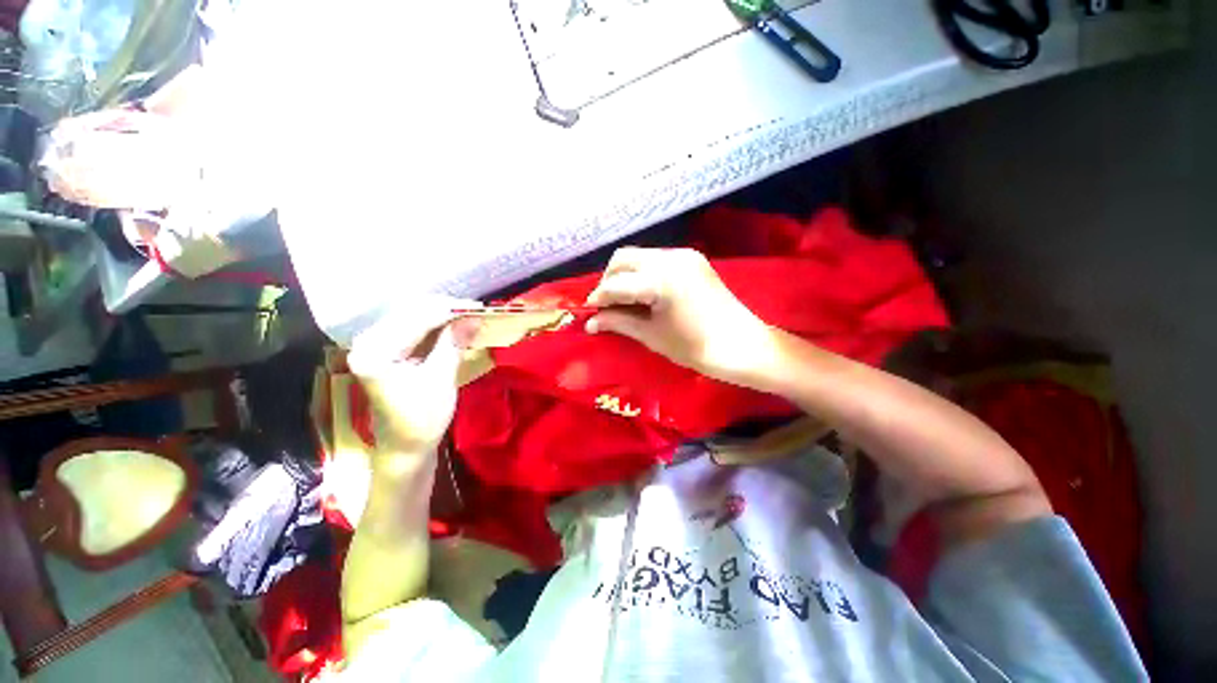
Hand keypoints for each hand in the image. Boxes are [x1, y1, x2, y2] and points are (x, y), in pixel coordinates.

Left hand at [348, 298, 477, 457]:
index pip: (415, 319)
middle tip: (477, 312)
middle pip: (411, 312)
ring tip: (469, 317)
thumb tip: (474, 316)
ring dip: (443, 316)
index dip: (449, 310)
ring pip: (413, 317)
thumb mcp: (440, 381)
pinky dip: (436, 326)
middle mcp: (368, 342)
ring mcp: (375, 345)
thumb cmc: (421, 420)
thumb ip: (453, 344)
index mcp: (375, 353)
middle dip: (447, 310)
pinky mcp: (386, 350)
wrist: (405, 447)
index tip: (479, 307)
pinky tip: (454, 326)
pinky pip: (413, 327)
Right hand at [585, 247, 775, 384]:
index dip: (599, 297)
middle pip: (623, 258)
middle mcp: (671, 258)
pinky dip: (642, 273)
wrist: (742, 346)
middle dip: (608, 280)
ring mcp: (684, 255)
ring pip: (639, 256)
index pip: (616, 283)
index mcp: (660, 279)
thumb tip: (591, 321)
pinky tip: (642, 293)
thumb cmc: (696, 348)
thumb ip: (619, 322)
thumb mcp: (652, 336)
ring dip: (625, 275)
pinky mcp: (693, 259)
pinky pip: (657, 260)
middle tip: (605, 305)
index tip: (588, 311)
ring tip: (622, 300)